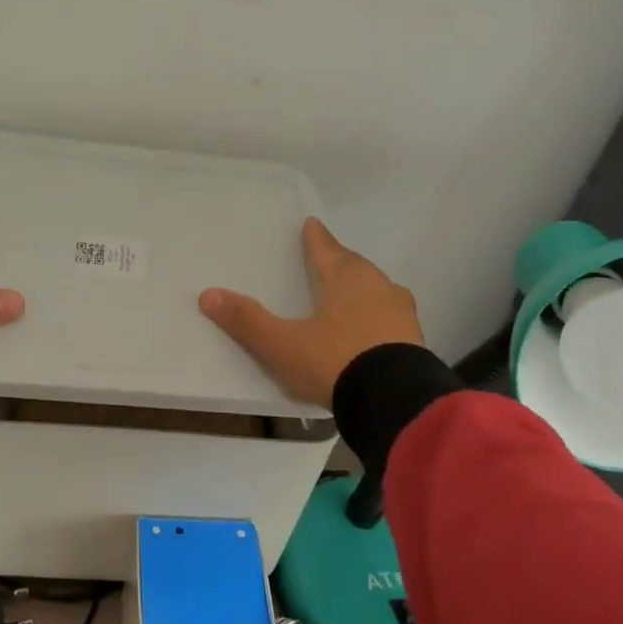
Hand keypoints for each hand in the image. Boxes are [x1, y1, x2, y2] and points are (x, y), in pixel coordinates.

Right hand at [199, 217, 424, 407]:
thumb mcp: (282, 344)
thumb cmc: (334, 361)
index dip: (315, 238)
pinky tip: (370, 330)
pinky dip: (377, 316)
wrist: (394, 400)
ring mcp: (401, 312)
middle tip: (327, 259)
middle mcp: (377, 286)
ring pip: (377, 290)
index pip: (326, 249)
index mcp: (345, 278)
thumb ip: (247, 320)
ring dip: (362, 289)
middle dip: (339, 262)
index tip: (311, 224)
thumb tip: (208, 294)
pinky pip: (390, 317)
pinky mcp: (415, 339)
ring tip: (348, 295)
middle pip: (354, 266)